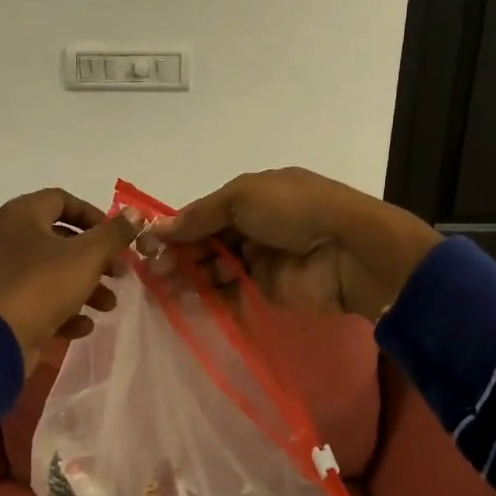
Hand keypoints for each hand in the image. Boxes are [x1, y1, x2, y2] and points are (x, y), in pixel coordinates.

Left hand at [0, 188, 145, 371]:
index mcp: (22, 216)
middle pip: (60, 240)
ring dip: (86, 288)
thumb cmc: (43, 284)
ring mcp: (3, 274)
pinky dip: (64, 311)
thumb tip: (137, 213)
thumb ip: (115, 234)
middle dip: (96, 259)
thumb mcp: (88, 256)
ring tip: (109, 305)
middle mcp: (8, 239)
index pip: (62, 200)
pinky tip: (83, 326)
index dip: (93, 215)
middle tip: (120, 273)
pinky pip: (39, 300)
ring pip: (53, 273)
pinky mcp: (4, 306)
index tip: (116, 236)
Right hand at [158, 167, 441, 319]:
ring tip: (161, 286)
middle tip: (150, 269)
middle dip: (179, 252)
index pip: (206, 211)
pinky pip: (230, 292)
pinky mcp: (266, 290)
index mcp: (254, 196)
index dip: (178, 226)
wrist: (348, 252)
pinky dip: (208, 295)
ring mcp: (260, 260)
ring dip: (189, 274)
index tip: (147, 242)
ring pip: (215, 267)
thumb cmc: (295, 211)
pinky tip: (183, 300)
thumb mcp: (243, 197)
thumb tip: (158, 228)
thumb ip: (200, 215)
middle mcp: (255, 226)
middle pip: (207, 240)